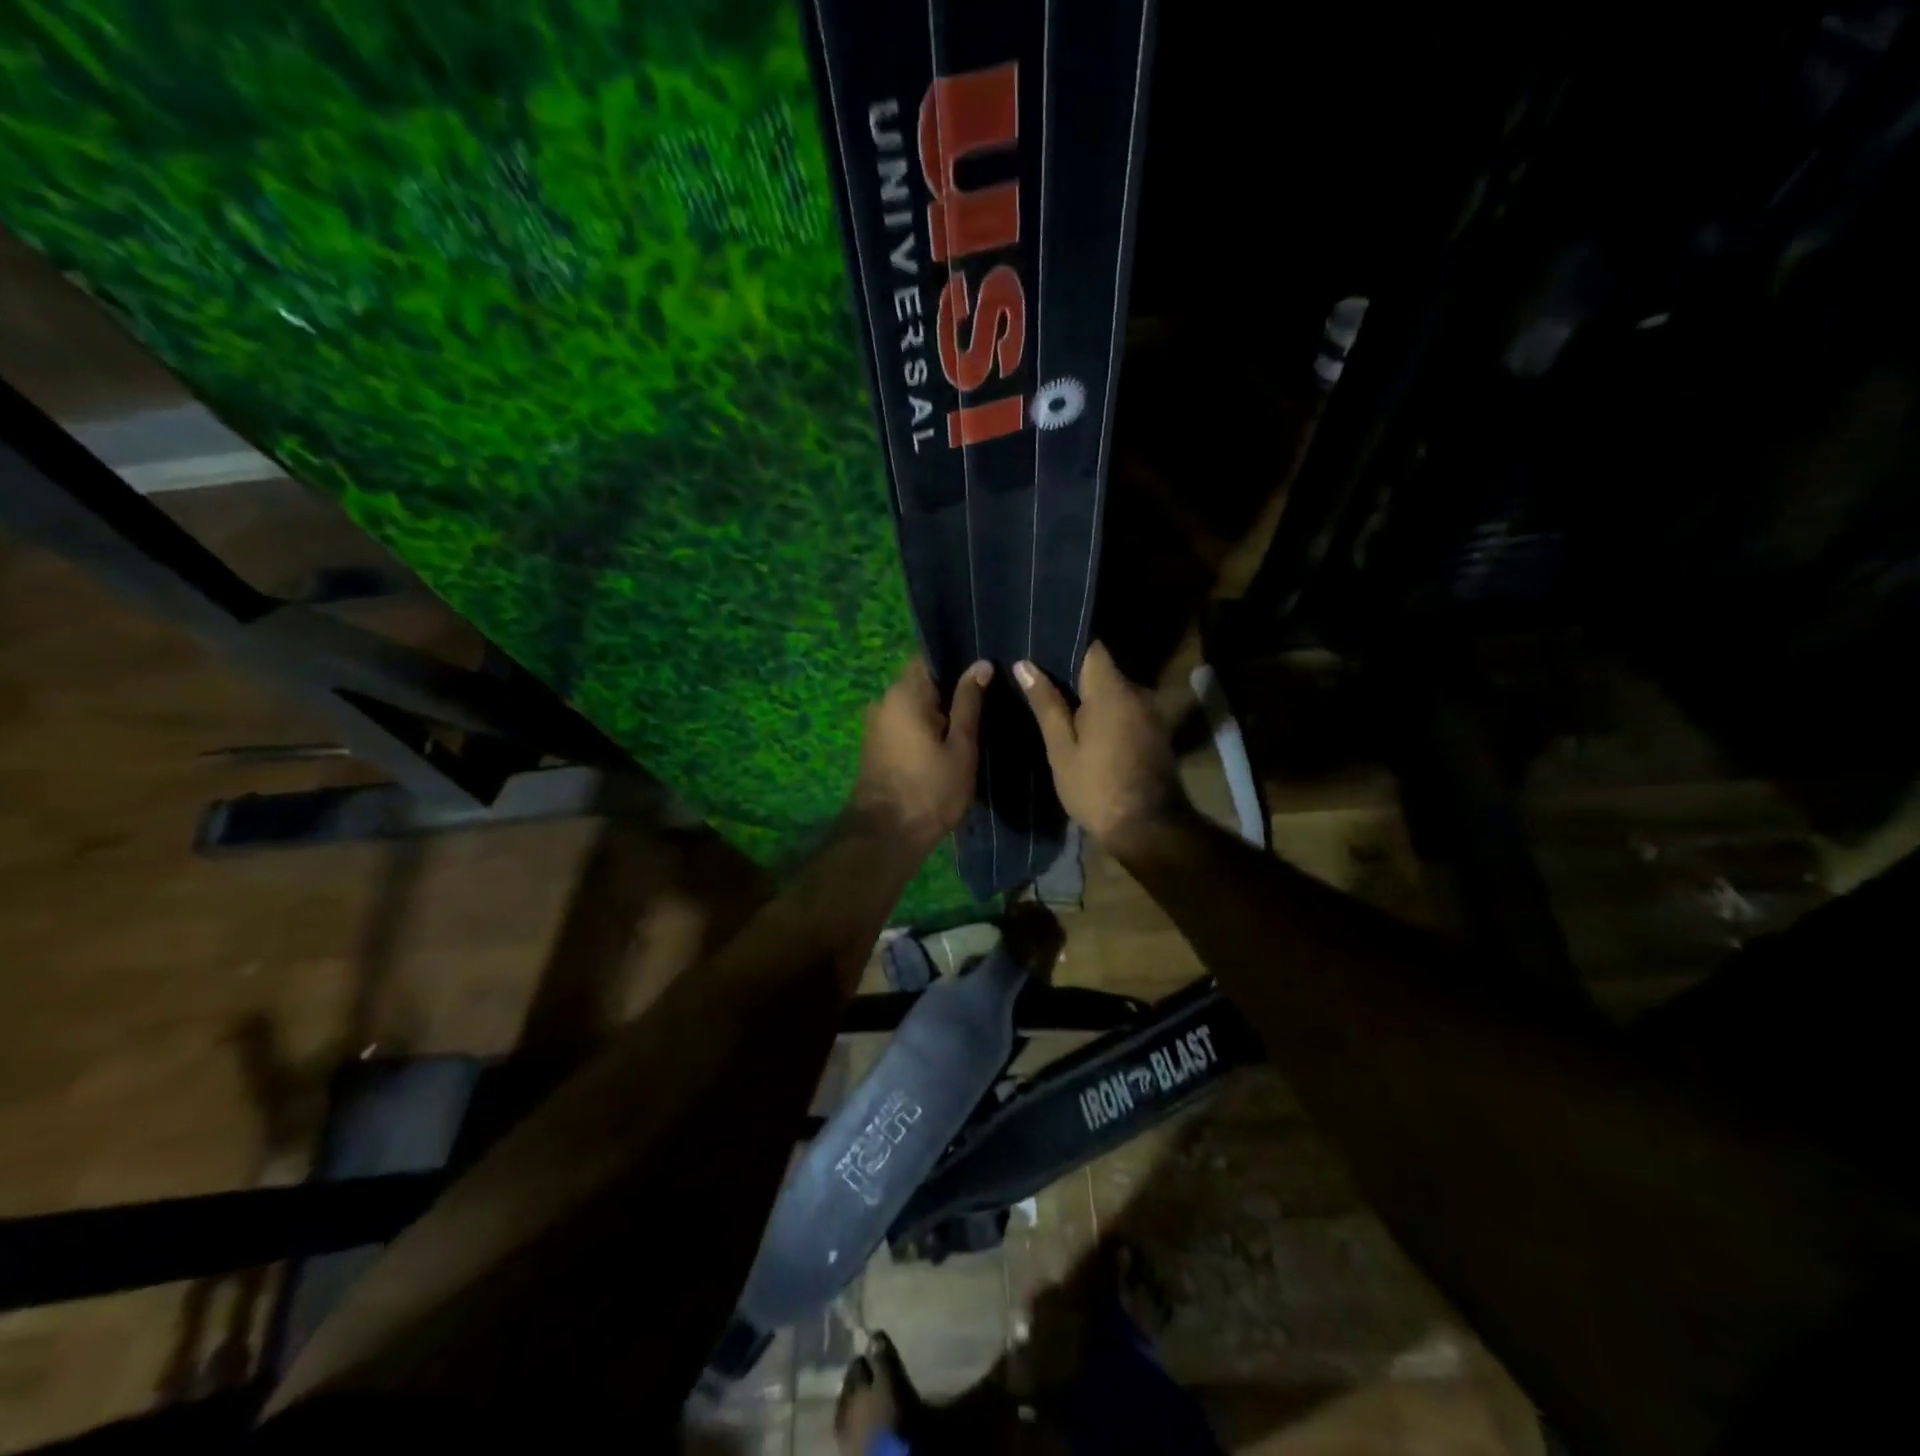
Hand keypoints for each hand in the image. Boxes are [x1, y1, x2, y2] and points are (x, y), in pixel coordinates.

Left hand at [853, 656, 991, 849]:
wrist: (886, 835)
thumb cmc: (930, 789)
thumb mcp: (961, 746)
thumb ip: (969, 702)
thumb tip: (981, 664)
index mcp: (905, 693)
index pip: (930, 656)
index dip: (958, 658)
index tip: (985, 664)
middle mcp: (884, 700)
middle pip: (922, 680)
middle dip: (952, 685)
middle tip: (989, 692)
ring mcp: (877, 723)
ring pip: (914, 703)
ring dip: (940, 708)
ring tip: (975, 715)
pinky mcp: (877, 743)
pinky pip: (906, 721)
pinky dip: (926, 724)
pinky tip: (950, 736)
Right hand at [1014, 641, 1176, 846]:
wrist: (1147, 828)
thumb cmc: (1095, 788)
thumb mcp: (1061, 748)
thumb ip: (1046, 703)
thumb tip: (1024, 664)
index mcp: (1112, 690)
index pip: (1092, 647)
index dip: (1066, 645)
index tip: (1040, 651)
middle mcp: (1137, 692)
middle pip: (1103, 670)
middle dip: (1074, 674)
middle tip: (1038, 682)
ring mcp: (1151, 712)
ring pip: (1114, 691)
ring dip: (1090, 696)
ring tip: (1056, 705)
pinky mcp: (1155, 731)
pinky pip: (1125, 709)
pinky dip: (1106, 712)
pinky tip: (1084, 728)